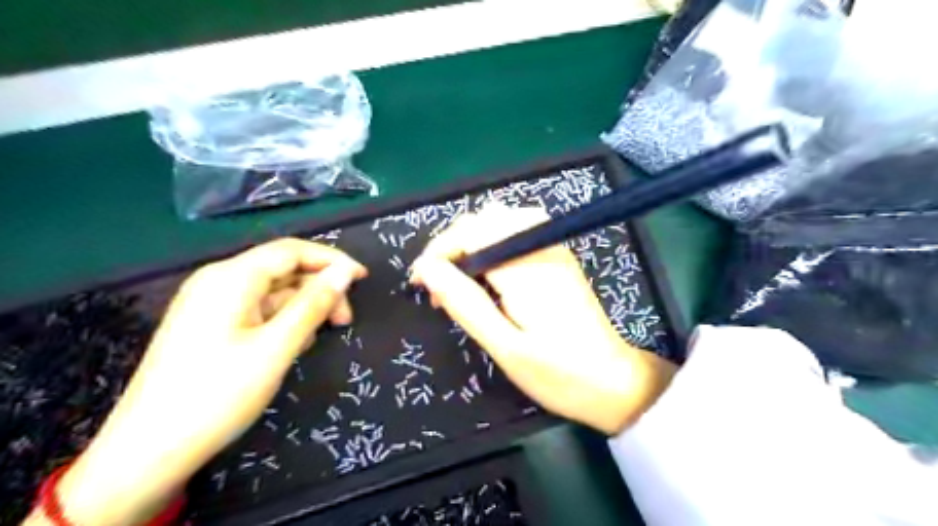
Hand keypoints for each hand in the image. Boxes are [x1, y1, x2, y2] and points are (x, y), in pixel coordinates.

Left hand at [50, 238, 364, 525]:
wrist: (147, 451)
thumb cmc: (218, 394)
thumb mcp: (277, 347)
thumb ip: (314, 304)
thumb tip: (346, 272)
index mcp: (231, 278)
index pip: (292, 251)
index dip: (332, 260)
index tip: (363, 279)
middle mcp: (218, 281)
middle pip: (282, 270)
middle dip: (319, 289)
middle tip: (344, 321)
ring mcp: (210, 303)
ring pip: (271, 292)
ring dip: (302, 308)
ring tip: (317, 338)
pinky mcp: (208, 325)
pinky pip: (256, 310)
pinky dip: (281, 321)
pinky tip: (291, 345)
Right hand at [412, 206, 674, 435]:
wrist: (615, 383)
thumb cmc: (559, 374)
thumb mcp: (505, 346)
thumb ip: (464, 303)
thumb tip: (426, 270)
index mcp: (527, 266)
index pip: (470, 232)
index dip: (438, 252)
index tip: (418, 283)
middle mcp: (541, 245)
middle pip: (484, 220)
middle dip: (452, 246)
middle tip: (439, 289)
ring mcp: (554, 248)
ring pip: (500, 221)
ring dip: (472, 244)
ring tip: (460, 282)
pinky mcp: (558, 257)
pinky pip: (517, 232)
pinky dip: (492, 247)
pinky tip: (488, 277)